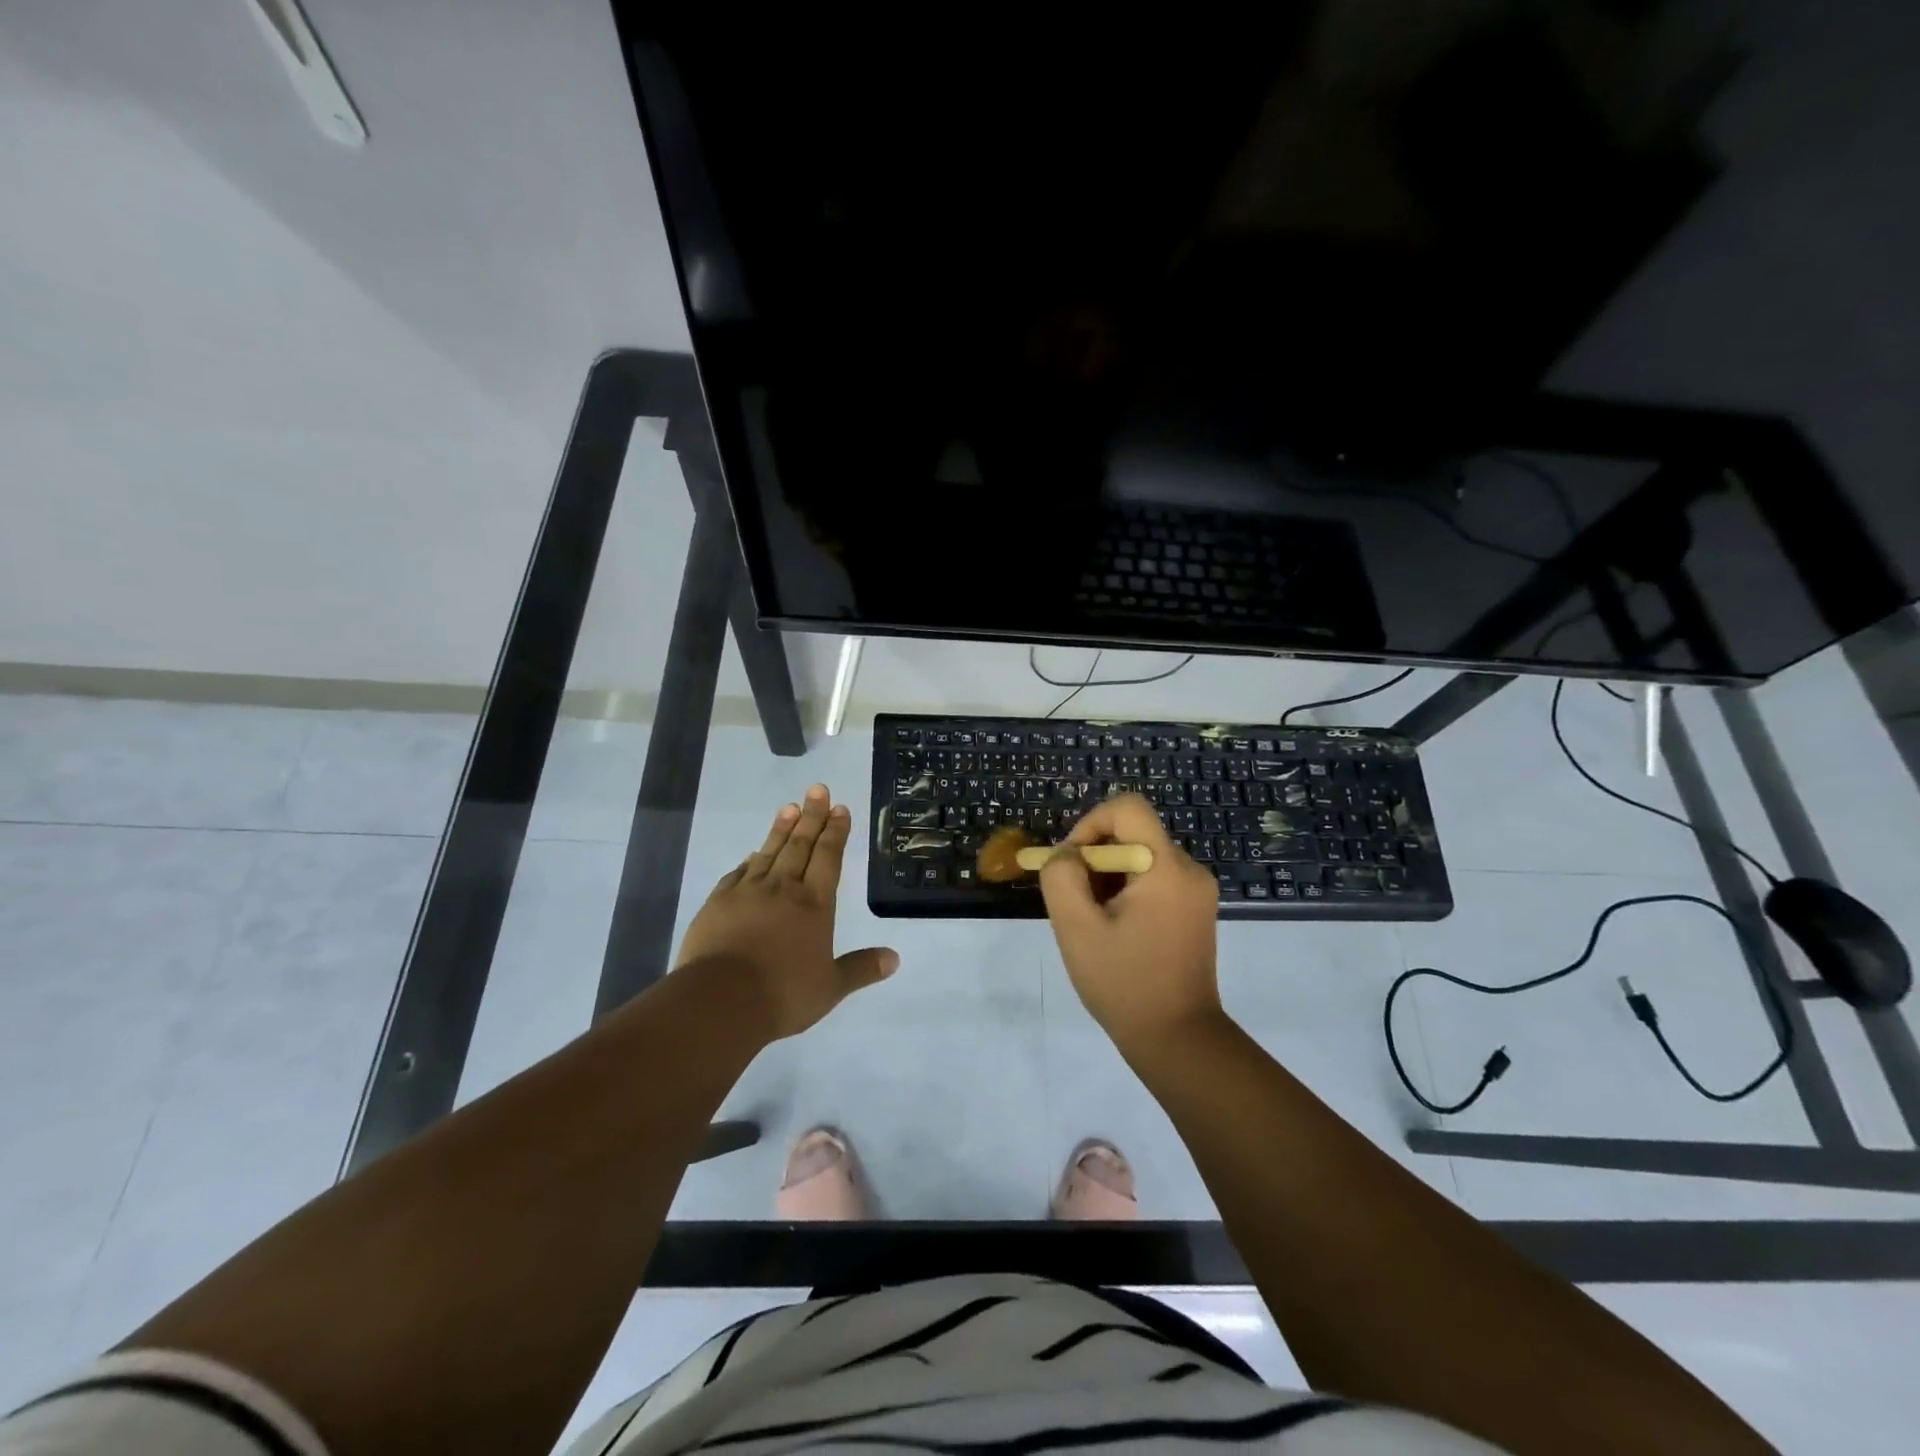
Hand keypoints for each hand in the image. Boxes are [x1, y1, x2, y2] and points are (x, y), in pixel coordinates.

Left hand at [675, 784, 897, 1040]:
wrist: (720, 1000)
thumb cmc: (783, 994)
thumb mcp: (830, 988)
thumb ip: (861, 969)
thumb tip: (895, 959)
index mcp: (814, 904)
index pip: (828, 858)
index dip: (835, 832)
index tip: (840, 808)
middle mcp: (783, 889)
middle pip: (800, 845)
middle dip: (812, 816)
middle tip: (817, 789)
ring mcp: (747, 893)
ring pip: (769, 852)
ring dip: (782, 828)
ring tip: (790, 807)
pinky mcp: (718, 903)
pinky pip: (738, 873)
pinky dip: (750, 860)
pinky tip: (753, 854)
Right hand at [1039, 793, 1224, 1054]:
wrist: (1178, 1039)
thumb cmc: (1124, 983)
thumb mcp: (1076, 928)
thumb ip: (1061, 877)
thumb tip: (1066, 855)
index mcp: (1166, 867)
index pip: (1127, 808)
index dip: (1090, 824)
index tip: (1072, 863)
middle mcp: (1189, 869)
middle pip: (1132, 834)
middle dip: (1094, 859)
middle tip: (1076, 902)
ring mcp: (1196, 891)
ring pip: (1140, 858)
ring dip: (1108, 879)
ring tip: (1094, 922)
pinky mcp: (1195, 910)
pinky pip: (1153, 879)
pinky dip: (1127, 892)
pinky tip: (1115, 930)